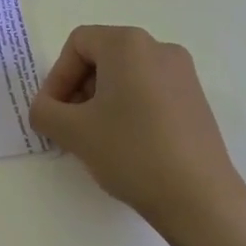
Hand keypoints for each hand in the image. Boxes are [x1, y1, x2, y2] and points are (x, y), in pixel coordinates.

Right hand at [31, 26, 245, 245]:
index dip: (57, 76)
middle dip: (79, 88)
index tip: (53, 112)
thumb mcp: (73, 131)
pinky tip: (126, 144)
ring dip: (102, 99)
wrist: (201, 200)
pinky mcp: (196, 100)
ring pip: (126, 75)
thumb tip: (44, 109)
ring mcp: (183, 74)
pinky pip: (149, 91)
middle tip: (70, 124)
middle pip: (102, 56)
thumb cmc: (131, 152)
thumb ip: (44, 111)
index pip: (78, 44)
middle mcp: (158, 48)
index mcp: (128, 44)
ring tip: (96, 137)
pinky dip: (129, 108)